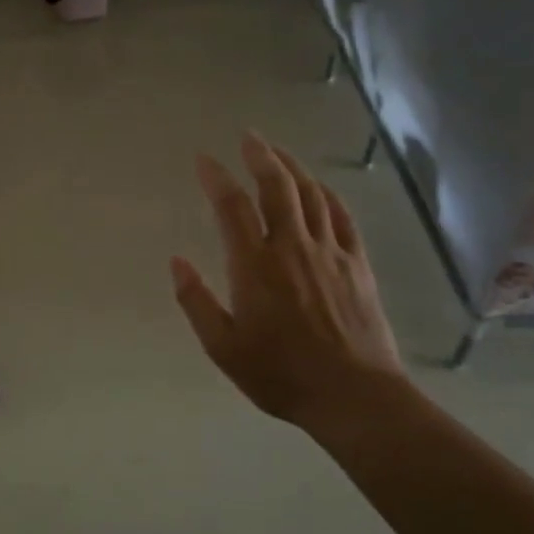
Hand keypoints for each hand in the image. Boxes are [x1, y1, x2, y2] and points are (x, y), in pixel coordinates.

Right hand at [171, 133, 406, 431]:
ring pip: (311, 195)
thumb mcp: (223, 347)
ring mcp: (329, 252)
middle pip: (276, 187)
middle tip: (248, 137)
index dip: (216, 177)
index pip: (231, 206)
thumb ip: (196, 301)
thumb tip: (176, 261)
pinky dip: (328, 195)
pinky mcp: (357, 264)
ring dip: (292, 168)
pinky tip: (319, 188)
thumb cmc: (281, 374)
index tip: (204, 159)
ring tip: (277, 152)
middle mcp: (292, 247)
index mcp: (255, 265)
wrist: (354, 396)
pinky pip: (342, 217)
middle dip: (260, 156)